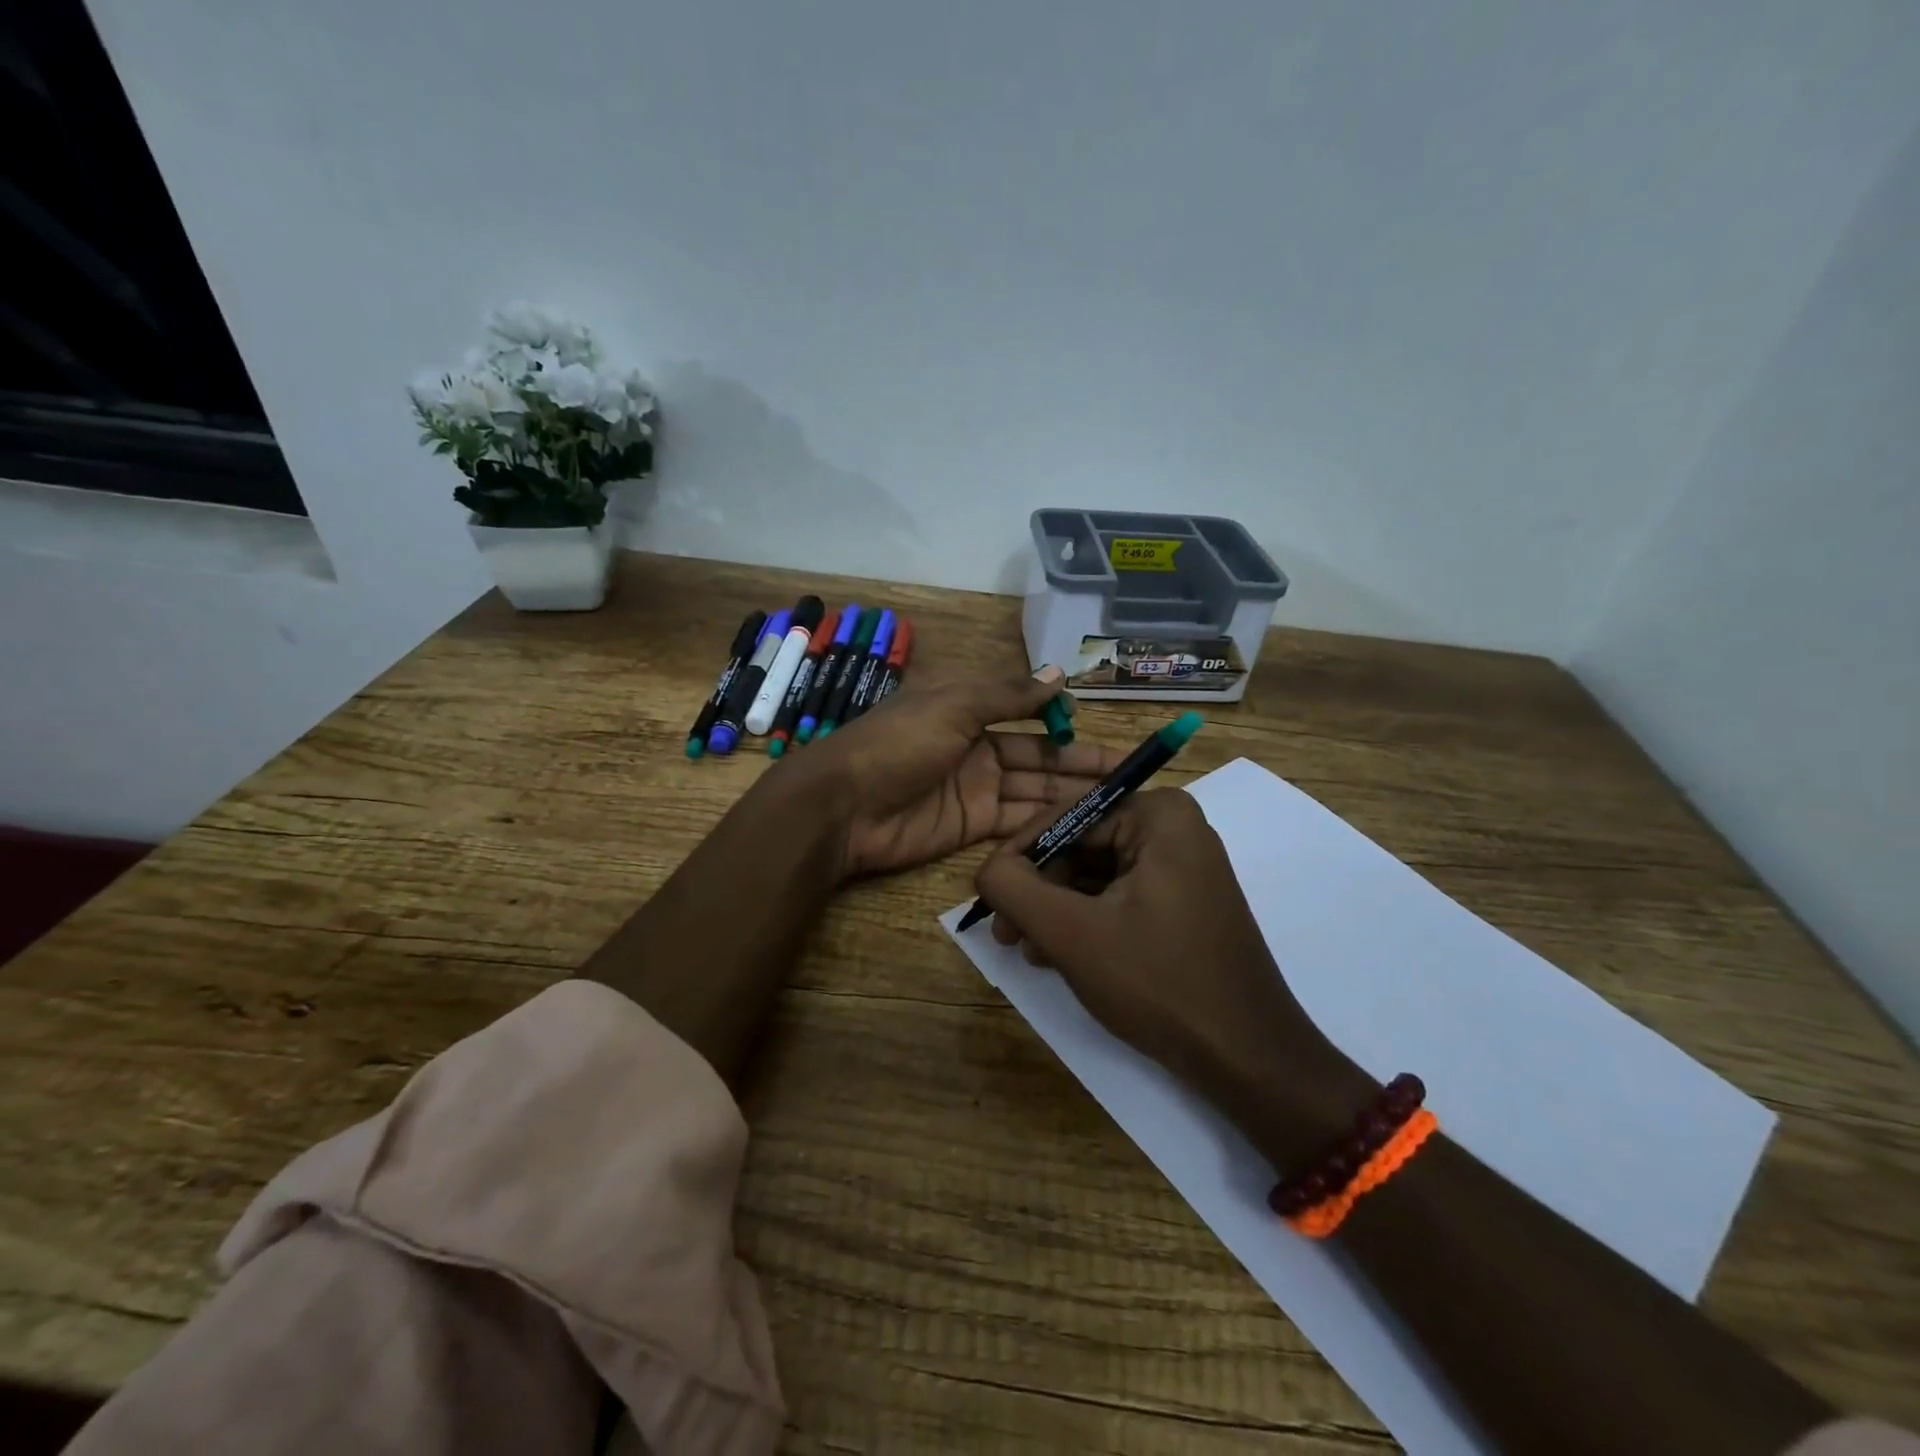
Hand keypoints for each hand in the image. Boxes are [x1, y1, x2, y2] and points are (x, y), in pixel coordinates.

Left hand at [786, 666, 1129, 878]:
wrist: (845, 806)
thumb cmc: (898, 742)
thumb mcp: (954, 704)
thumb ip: (1008, 694)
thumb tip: (1059, 673)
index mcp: (969, 709)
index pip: (1027, 712)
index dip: (1062, 721)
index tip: (1099, 729)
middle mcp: (977, 747)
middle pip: (1039, 755)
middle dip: (1080, 762)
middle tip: (1130, 774)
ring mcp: (976, 788)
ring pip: (1034, 789)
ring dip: (1072, 793)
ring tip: (1120, 799)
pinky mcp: (972, 825)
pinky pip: (1018, 819)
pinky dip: (1048, 820)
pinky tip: (1085, 822)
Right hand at [974, 788, 1373, 1165]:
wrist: (1247, 1057)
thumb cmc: (1159, 983)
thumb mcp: (1071, 933)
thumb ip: (1014, 889)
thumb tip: (986, 869)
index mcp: (1159, 815)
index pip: (1067, 816)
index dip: (1019, 855)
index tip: (988, 896)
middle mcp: (1175, 829)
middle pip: (1081, 845)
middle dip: (1039, 890)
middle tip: (1006, 933)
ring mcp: (1183, 867)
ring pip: (1096, 875)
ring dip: (1056, 910)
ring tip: (1029, 950)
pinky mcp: (1184, 902)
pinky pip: (1119, 896)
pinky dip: (1085, 922)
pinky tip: (1060, 956)